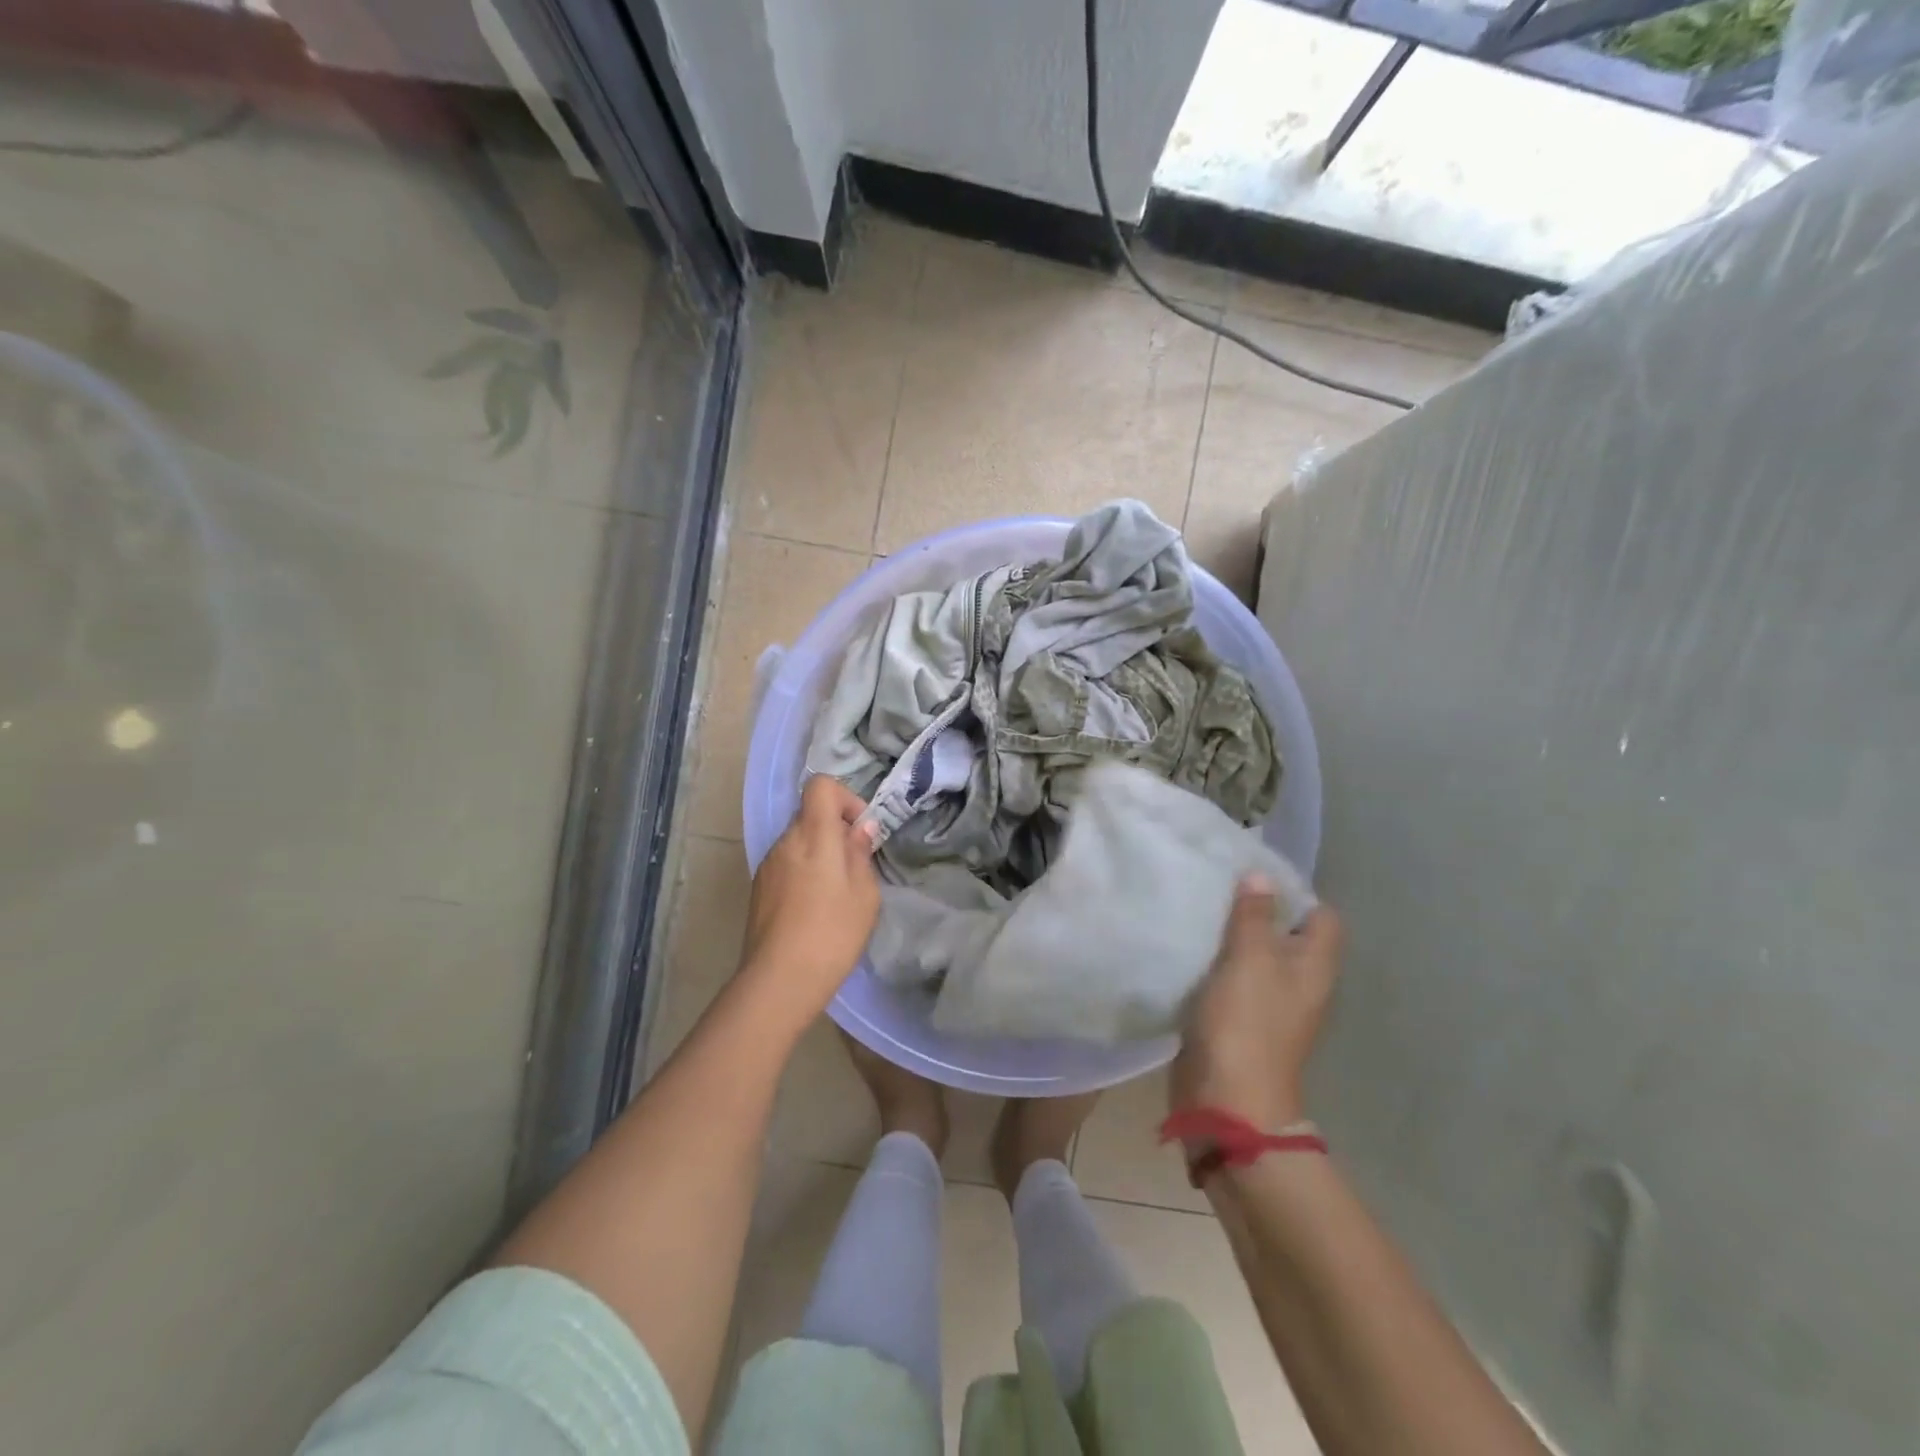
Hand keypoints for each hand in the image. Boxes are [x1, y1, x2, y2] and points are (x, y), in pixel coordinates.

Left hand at [741, 776, 879, 1017]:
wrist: (779, 981)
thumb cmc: (832, 934)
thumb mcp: (865, 895)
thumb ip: (861, 854)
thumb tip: (860, 829)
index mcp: (813, 835)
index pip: (821, 786)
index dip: (845, 799)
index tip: (859, 831)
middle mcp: (785, 841)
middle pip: (810, 814)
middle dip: (835, 831)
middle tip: (854, 867)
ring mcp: (767, 865)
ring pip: (798, 841)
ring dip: (818, 853)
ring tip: (835, 893)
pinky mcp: (758, 888)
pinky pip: (786, 864)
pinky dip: (803, 872)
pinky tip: (813, 909)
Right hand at [1170, 879, 1342, 1130]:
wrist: (1226, 1098)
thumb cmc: (1246, 1022)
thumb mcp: (1249, 958)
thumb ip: (1254, 916)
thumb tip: (1261, 876)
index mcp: (1314, 967)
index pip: (1321, 916)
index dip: (1294, 893)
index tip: (1253, 877)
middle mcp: (1300, 983)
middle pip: (1286, 934)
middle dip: (1256, 911)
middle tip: (1220, 887)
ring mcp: (1271, 1004)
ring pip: (1256, 957)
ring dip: (1233, 937)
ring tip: (1201, 911)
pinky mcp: (1241, 1020)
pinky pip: (1233, 980)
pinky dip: (1217, 964)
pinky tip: (1191, 949)